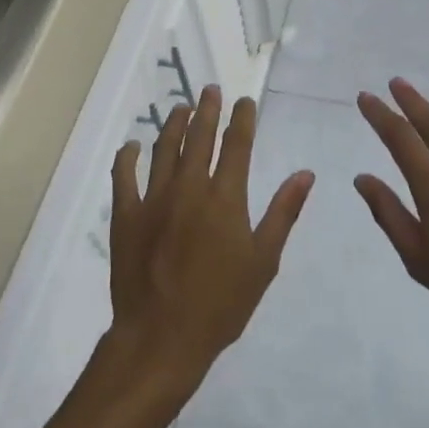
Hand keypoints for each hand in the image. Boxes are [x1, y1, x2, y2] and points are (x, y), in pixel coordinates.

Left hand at [107, 86, 313, 395]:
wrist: (162, 338)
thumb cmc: (221, 304)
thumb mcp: (263, 261)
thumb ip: (283, 212)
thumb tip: (305, 174)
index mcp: (225, 197)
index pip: (237, 145)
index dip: (242, 119)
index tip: (244, 101)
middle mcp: (189, 187)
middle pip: (199, 137)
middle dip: (207, 109)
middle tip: (210, 89)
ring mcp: (153, 199)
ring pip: (164, 149)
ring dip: (174, 124)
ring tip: (181, 107)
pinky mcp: (126, 215)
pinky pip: (123, 176)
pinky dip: (128, 156)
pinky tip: (133, 145)